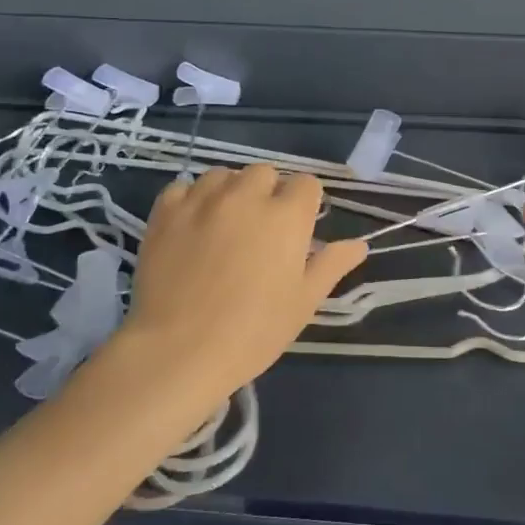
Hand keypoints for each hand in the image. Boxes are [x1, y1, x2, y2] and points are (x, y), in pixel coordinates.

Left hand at [117, 164, 367, 396]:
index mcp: (286, 216)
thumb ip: (331, 265)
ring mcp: (203, 200)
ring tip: (224, 225)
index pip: (307, 184)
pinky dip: (191, 200)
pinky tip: (191, 226)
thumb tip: (359, 245)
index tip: (297, 231)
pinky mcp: (166, 211)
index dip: (305, 205)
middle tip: (261, 231)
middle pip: (265, 173)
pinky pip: (183, 188)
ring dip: (230, 192)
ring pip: (224, 175)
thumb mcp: (303, 302)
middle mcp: (246, 195)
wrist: (179, 351)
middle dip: (268, 193)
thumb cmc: (253, 332)